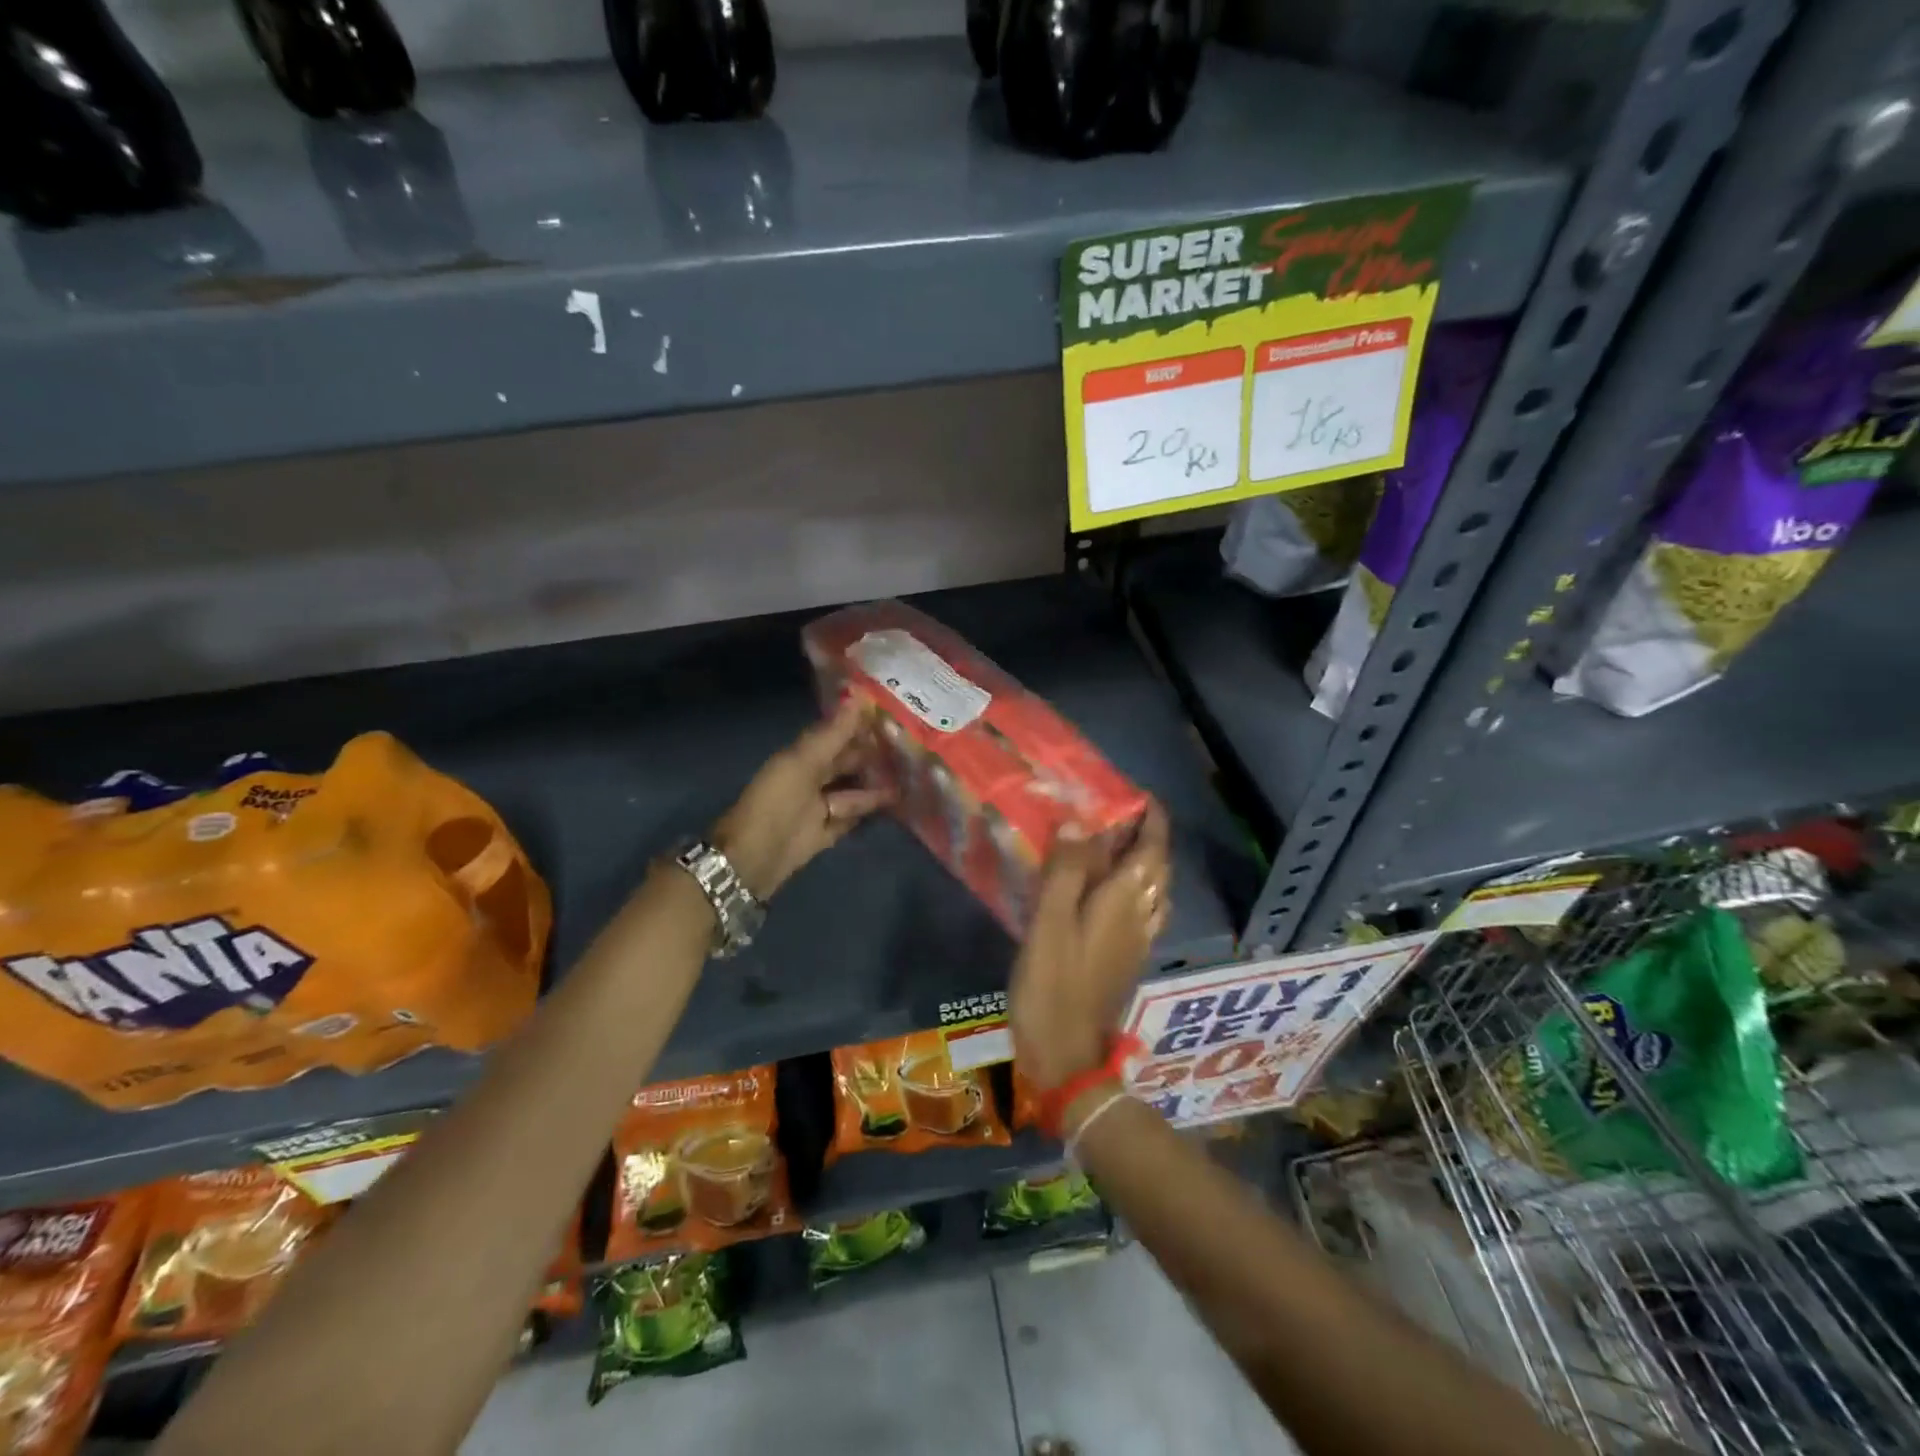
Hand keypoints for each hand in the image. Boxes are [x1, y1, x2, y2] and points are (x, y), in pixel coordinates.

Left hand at [713, 701, 892, 899]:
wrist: (753, 858)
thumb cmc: (777, 802)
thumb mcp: (804, 762)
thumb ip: (833, 733)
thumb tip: (858, 692)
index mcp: (801, 757)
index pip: (835, 735)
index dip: (859, 725)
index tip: (892, 714)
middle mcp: (810, 779)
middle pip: (845, 763)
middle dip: (872, 756)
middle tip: (909, 747)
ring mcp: (818, 808)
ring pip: (852, 792)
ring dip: (875, 786)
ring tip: (910, 777)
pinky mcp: (825, 834)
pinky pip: (851, 819)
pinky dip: (868, 813)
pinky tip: (894, 806)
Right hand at [1009, 805, 1170, 1091]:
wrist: (1068, 1056)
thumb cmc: (1053, 985)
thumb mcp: (1049, 923)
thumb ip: (1065, 871)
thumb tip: (1078, 821)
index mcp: (1123, 901)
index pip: (1152, 849)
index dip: (1152, 819)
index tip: (1139, 794)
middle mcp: (1140, 916)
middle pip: (1156, 867)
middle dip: (1147, 836)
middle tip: (1118, 812)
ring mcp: (1137, 940)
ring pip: (1152, 889)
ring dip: (1142, 861)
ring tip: (1113, 843)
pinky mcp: (1126, 958)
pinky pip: (1141, 909)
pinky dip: (1133, 887)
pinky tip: (1107, 890)